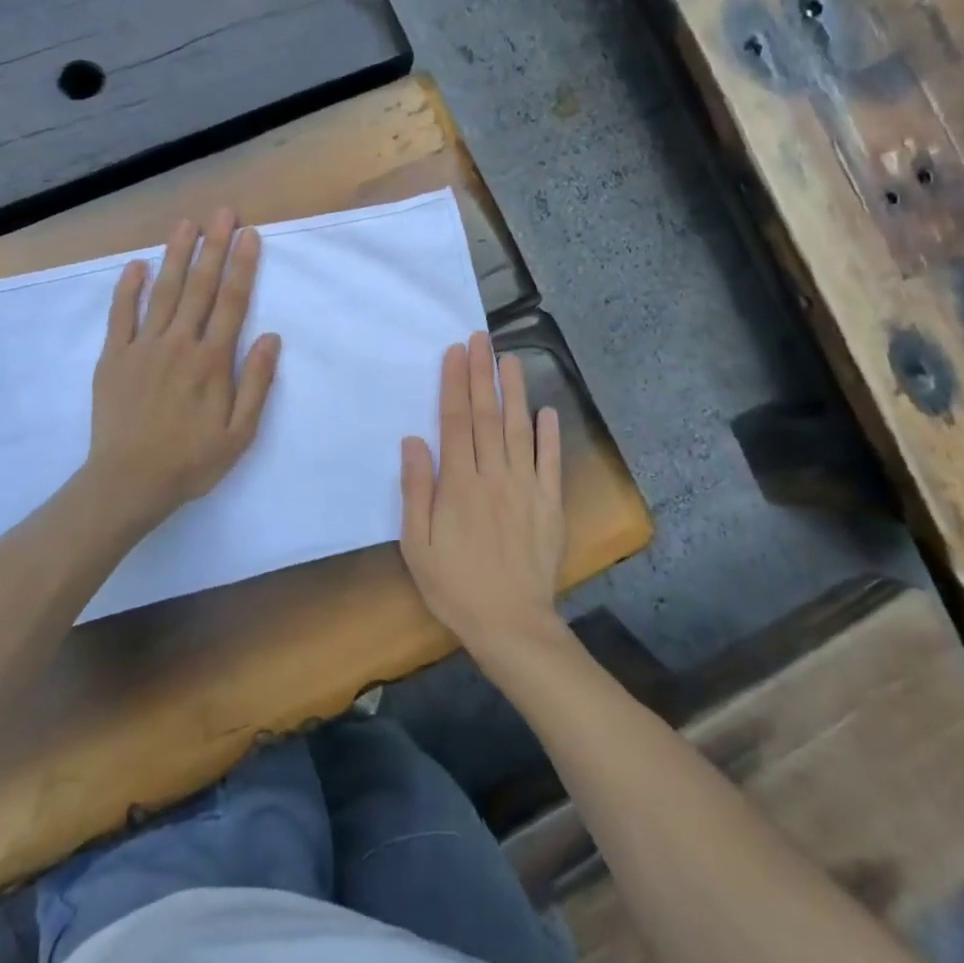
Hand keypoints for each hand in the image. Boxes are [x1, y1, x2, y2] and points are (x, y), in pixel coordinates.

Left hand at [87, 210, 280, 531]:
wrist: (128, 482)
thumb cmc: (191, 461)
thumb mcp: (239, 433)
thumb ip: (256, 383)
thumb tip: (271, 337)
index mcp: (212, 361)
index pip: (232, 302)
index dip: (243, 266)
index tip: (250, 234)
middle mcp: (179, 344)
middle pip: (200, 287)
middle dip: (214, 247)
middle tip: (223, 212)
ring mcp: (143, 347)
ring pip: (164, 292)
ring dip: (177, 255)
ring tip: (186, 224)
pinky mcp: (115, 358)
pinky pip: (122, 315)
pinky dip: (128, 288)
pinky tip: (137, 264)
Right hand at [400, 332, 567, 661]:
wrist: (511, 624)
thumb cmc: (455, 586)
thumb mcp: (418, 545)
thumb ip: (416, 491)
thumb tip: (413, 441)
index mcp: (459, 484)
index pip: (456, 422)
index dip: (454, 384)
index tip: (455, 352)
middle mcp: (494, 476)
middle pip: (487, 416)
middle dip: (481, 374)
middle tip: (481, 338)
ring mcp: (526, 487)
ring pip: (520, 429)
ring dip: (514, 392)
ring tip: (510, 359)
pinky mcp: (550, 503)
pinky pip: (550, 462)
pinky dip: (550, 435)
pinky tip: (547, 411)